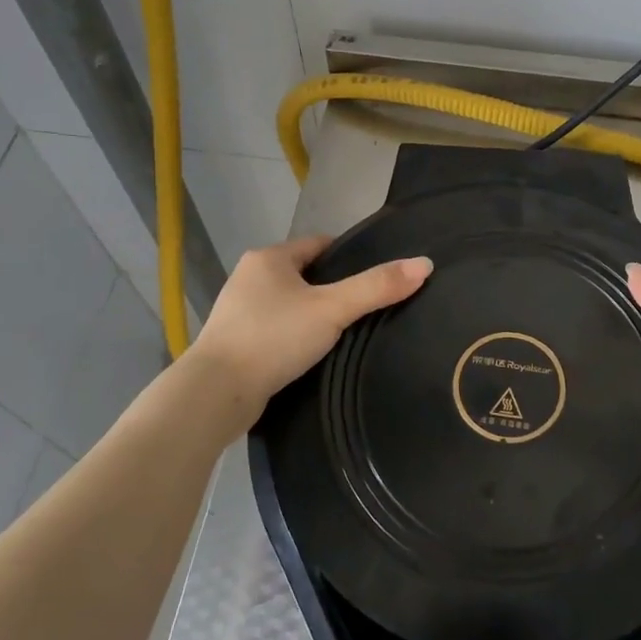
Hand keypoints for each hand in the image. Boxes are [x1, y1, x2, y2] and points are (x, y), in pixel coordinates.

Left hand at [191, 236, 432, 406]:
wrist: (215, 394)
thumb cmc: (273, 338)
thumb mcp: (332, 309)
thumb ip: (376, 287)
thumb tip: (425, 264)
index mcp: (269, 258)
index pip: (320, 245)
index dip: (350, 257)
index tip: (376, 278)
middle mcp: (250, 277)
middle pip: (306, 274)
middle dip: (333, 288)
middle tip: (366, 308)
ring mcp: (239, 311)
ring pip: (291, 303)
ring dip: (313, 314)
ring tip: (345, 332)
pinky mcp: (235, 343)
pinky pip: (277, 329)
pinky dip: (296, 336)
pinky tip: (313, 354)